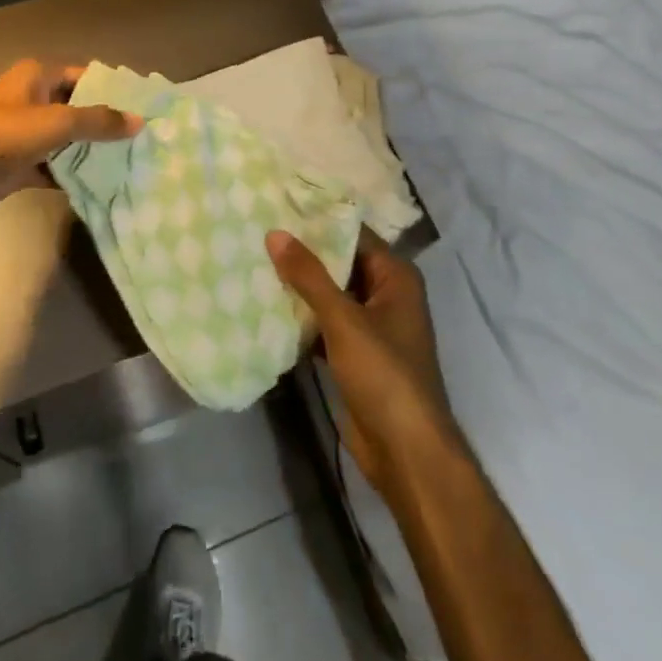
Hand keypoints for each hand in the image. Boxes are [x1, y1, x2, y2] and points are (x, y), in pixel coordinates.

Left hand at [0, 60, 140, 227]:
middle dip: (106, 122)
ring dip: (91, 150)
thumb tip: (139, 120)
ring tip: (132, 161)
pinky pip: (54, 165)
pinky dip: (73, 173)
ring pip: (66, 138)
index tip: (144, 106)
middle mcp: (30, 99)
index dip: (113, 89)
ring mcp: (23, 133)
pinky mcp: (17, 164)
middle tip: (144, 138)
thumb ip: (98, 120)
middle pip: (77, 107)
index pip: (84, 75)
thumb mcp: (54, 122)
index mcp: (36, 76)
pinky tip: (101, 184)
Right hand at [267, 227, 460, 493]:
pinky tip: (267, 307)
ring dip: (299, 287)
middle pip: (340, 264)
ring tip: (255, 262)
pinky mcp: (355, 355)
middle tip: (258, 233)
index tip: (278, 207)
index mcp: (395, 277)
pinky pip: (324, 324)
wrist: (406, 453)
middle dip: (303, 255)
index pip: (353, 235)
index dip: (318, 222)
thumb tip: (274, 233)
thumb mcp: (344, 320)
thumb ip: (309, 276)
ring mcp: (371, 327)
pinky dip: (302, 318)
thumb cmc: (384, 374)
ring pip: (329, 295)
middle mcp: (386, 295)